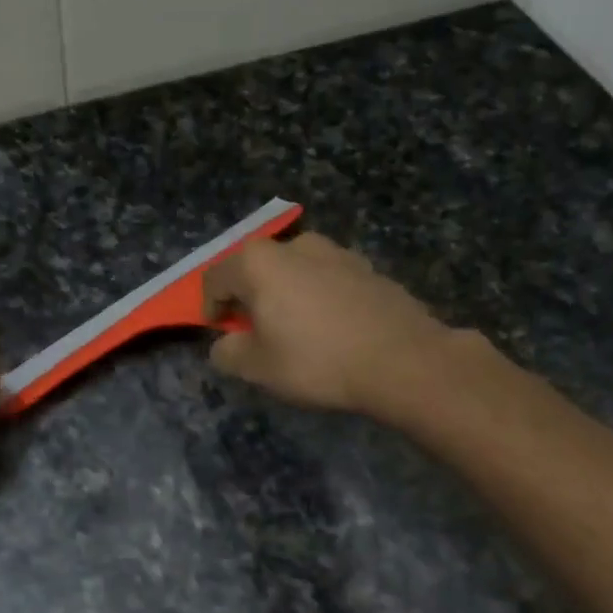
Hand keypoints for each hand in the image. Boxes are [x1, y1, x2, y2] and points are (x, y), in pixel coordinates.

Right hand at [202, 233, 458, 417]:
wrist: (401, 360)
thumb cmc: (316, 361)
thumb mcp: (257, 368)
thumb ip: (228, 353)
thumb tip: (225, 344)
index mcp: (259, 262)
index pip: (215, 278)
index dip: (211, 308)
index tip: (222, 334)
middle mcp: (296, 245)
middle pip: (257, 269)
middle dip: (250, 298)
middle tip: (258, 334)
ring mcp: (337, 252)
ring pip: (295, 272)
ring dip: (287, 296)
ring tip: (298, 333)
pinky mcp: (368, 268)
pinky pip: (328, 281)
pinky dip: (320, 299)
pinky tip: (333, 332)